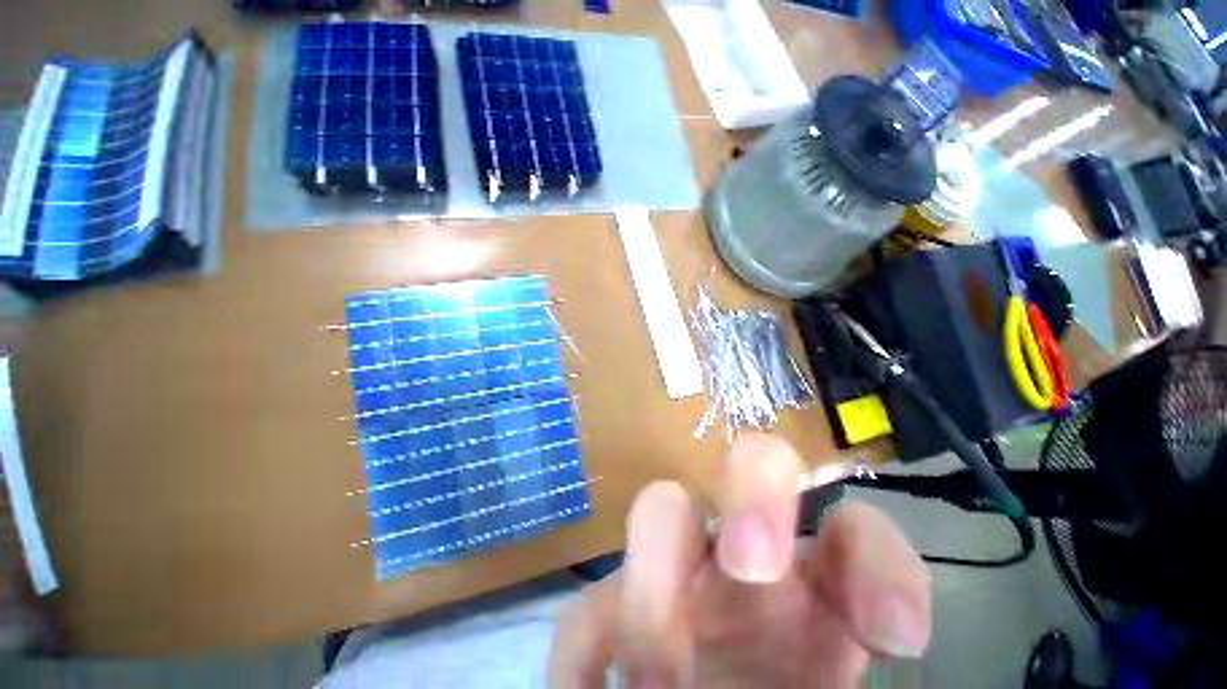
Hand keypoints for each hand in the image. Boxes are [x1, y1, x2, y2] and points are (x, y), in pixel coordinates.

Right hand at [549, 434, 930, 687]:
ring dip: (653, 585)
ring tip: (657, 681)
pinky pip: (586, 611)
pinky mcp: (611, 615)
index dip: (879, 565)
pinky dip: (582, 654)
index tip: (894, 637)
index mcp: (817, 594)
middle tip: (750, 566)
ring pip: (659, 510)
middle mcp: (744, 565)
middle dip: (755, 498)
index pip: (854, 533)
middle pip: (754, 467)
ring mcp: (673, 577)